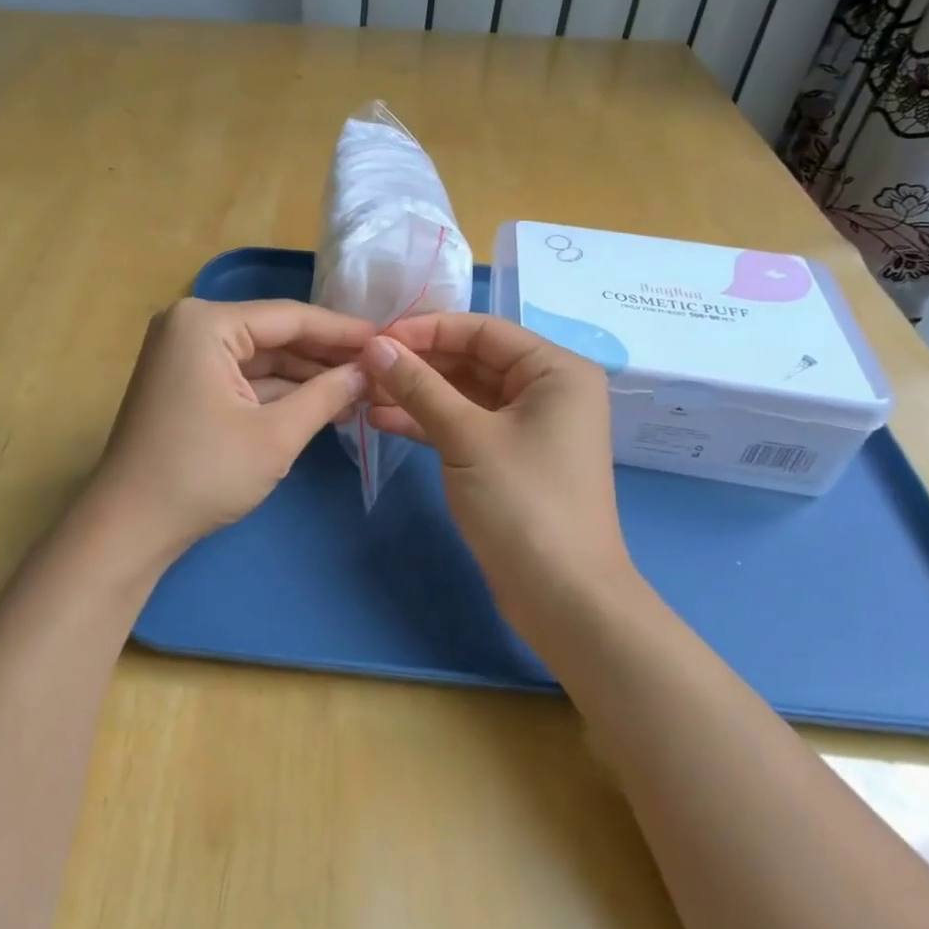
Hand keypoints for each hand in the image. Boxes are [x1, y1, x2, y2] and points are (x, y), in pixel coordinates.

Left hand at [89, 297, 373, 560]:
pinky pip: (241, 375)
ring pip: (260, 357)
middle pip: (274, 334)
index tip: (386, 338)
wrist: (129, 527)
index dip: (342, 331)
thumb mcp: (276, 435)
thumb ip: (327, 395)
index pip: (289, 317)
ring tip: (359, 388)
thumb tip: (369, 371)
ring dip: (305, 375)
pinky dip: (278, 390)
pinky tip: (321, 402)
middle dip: (324, 355)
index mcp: (206, 322)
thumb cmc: (203, 474)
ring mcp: (184, 353)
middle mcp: (191, 325)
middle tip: (378, 368)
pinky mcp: (185, 381)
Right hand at [362, 313, 633, 612]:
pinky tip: (383, 419)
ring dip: (417, 393)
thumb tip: (375, 345)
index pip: (482, 330)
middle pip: (472, 359)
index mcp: (555, 370)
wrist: (563, 600)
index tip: (376, 338)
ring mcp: (528, 425)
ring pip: (464, 393)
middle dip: (418, 363)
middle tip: (364, 366)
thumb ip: (419, 386)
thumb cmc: (523, 504)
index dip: (427, 329)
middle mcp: (546, 389)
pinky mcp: (509, 457)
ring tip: (364, 393)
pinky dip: (428, 421)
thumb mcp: (466, 436)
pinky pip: (465, 424)